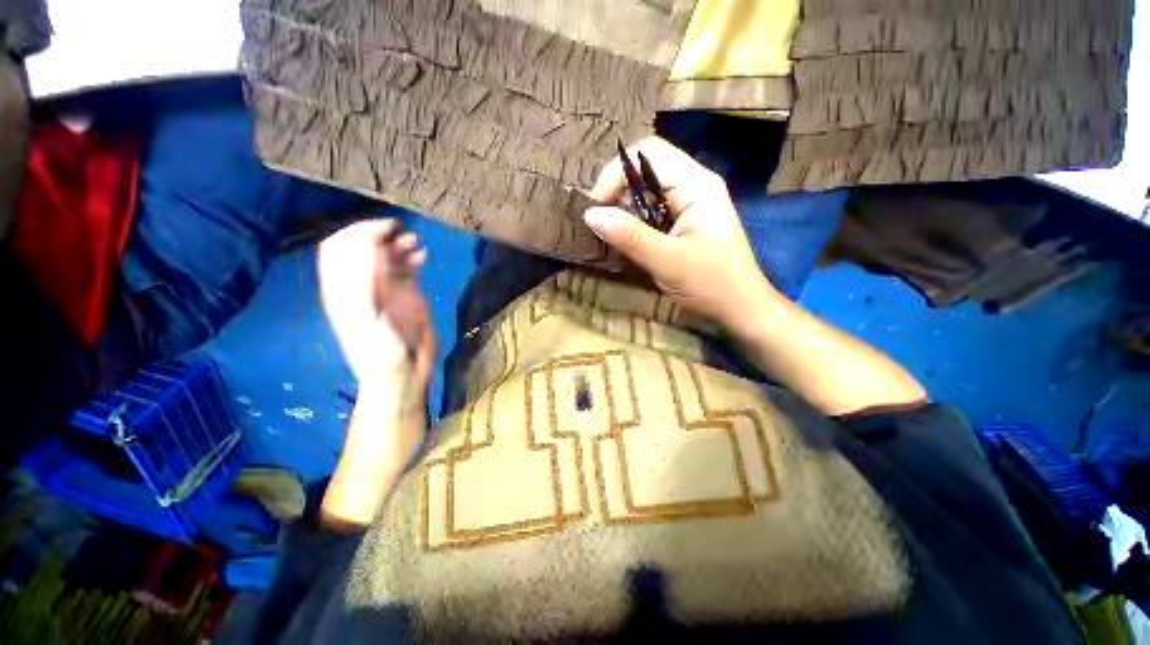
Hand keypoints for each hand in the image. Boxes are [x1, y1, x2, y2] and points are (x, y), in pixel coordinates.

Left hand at [318, 219, 434, 396]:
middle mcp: (362, 284)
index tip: (384, 228)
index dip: (357, 233)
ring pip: (386, 255)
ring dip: (398, 244)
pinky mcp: (406, 295)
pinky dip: (413, 257)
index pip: (339, 249)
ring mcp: (385, 289)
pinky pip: (406, 268)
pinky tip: (423, 256)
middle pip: (362, 247)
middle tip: (403, 233)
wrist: (403, 376)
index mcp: (344, 289)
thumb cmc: (381, 355)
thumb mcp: (367, 321)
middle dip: (379, 234)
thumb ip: (364, 284)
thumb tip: (371, 245)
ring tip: (415, 243)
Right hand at [584, 137, 778, 334]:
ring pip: (646, 190)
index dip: (616, 172)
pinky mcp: (683, 222)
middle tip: (599, 220)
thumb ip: (630, 236)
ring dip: (623, 206)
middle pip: (646, 167)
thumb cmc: (712, 285)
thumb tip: (590, 214)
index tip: (597, 207)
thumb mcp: (668, 262)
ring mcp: (689, 204)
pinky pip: (651, 210)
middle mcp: (693, 185)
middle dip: (617, 189)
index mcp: (697, 184)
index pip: (649, 152)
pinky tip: (626, 238)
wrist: (741, 309)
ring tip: (609, 230)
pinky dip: (633, 220)